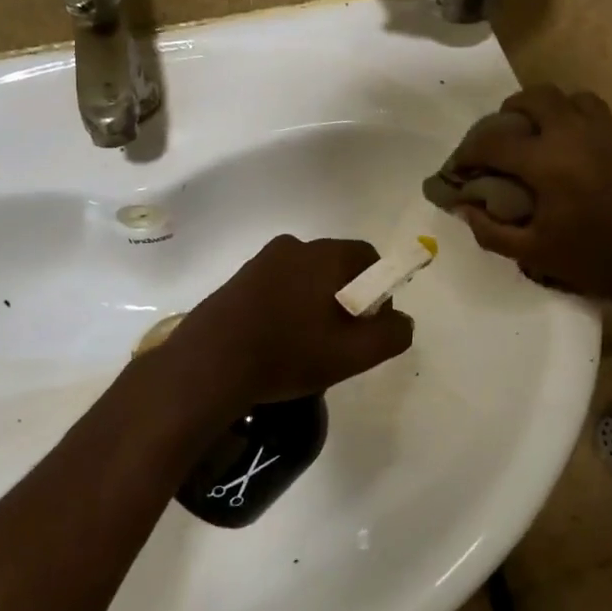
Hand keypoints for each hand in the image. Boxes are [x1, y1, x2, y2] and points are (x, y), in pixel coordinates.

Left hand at [159, 236, 413, 422]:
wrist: (210, 364)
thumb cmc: (288, 354)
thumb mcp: (353, 354)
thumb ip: (391, 334)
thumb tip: (401, 320)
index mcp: (326, 255)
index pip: (369, 258)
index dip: (378, 290)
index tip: (368, 325)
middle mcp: (295, 246)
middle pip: (337, 266)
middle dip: (346, 298)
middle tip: (340, 340)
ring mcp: (262, 260)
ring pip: (306, 277)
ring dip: (315, 303)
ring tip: (306, 345)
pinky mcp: (239, 278)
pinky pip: (279, 285)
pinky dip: (287, 306)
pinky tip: (278, 341)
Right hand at [447, 87, 611, 311]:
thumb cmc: (593, 261)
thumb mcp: (533, 253)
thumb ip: (490, 230)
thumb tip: (463, 207)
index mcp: (547, 163)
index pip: (494, 141)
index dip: (468, 151)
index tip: (459, 167)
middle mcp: (574, 136)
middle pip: (533, 98)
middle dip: (507, 113)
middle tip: (498, 139)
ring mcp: (604, 134)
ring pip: (567, 97)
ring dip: (543, 108)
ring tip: (534, 134)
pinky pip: (592, 110)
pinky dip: (571, 116)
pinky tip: (566, 146)